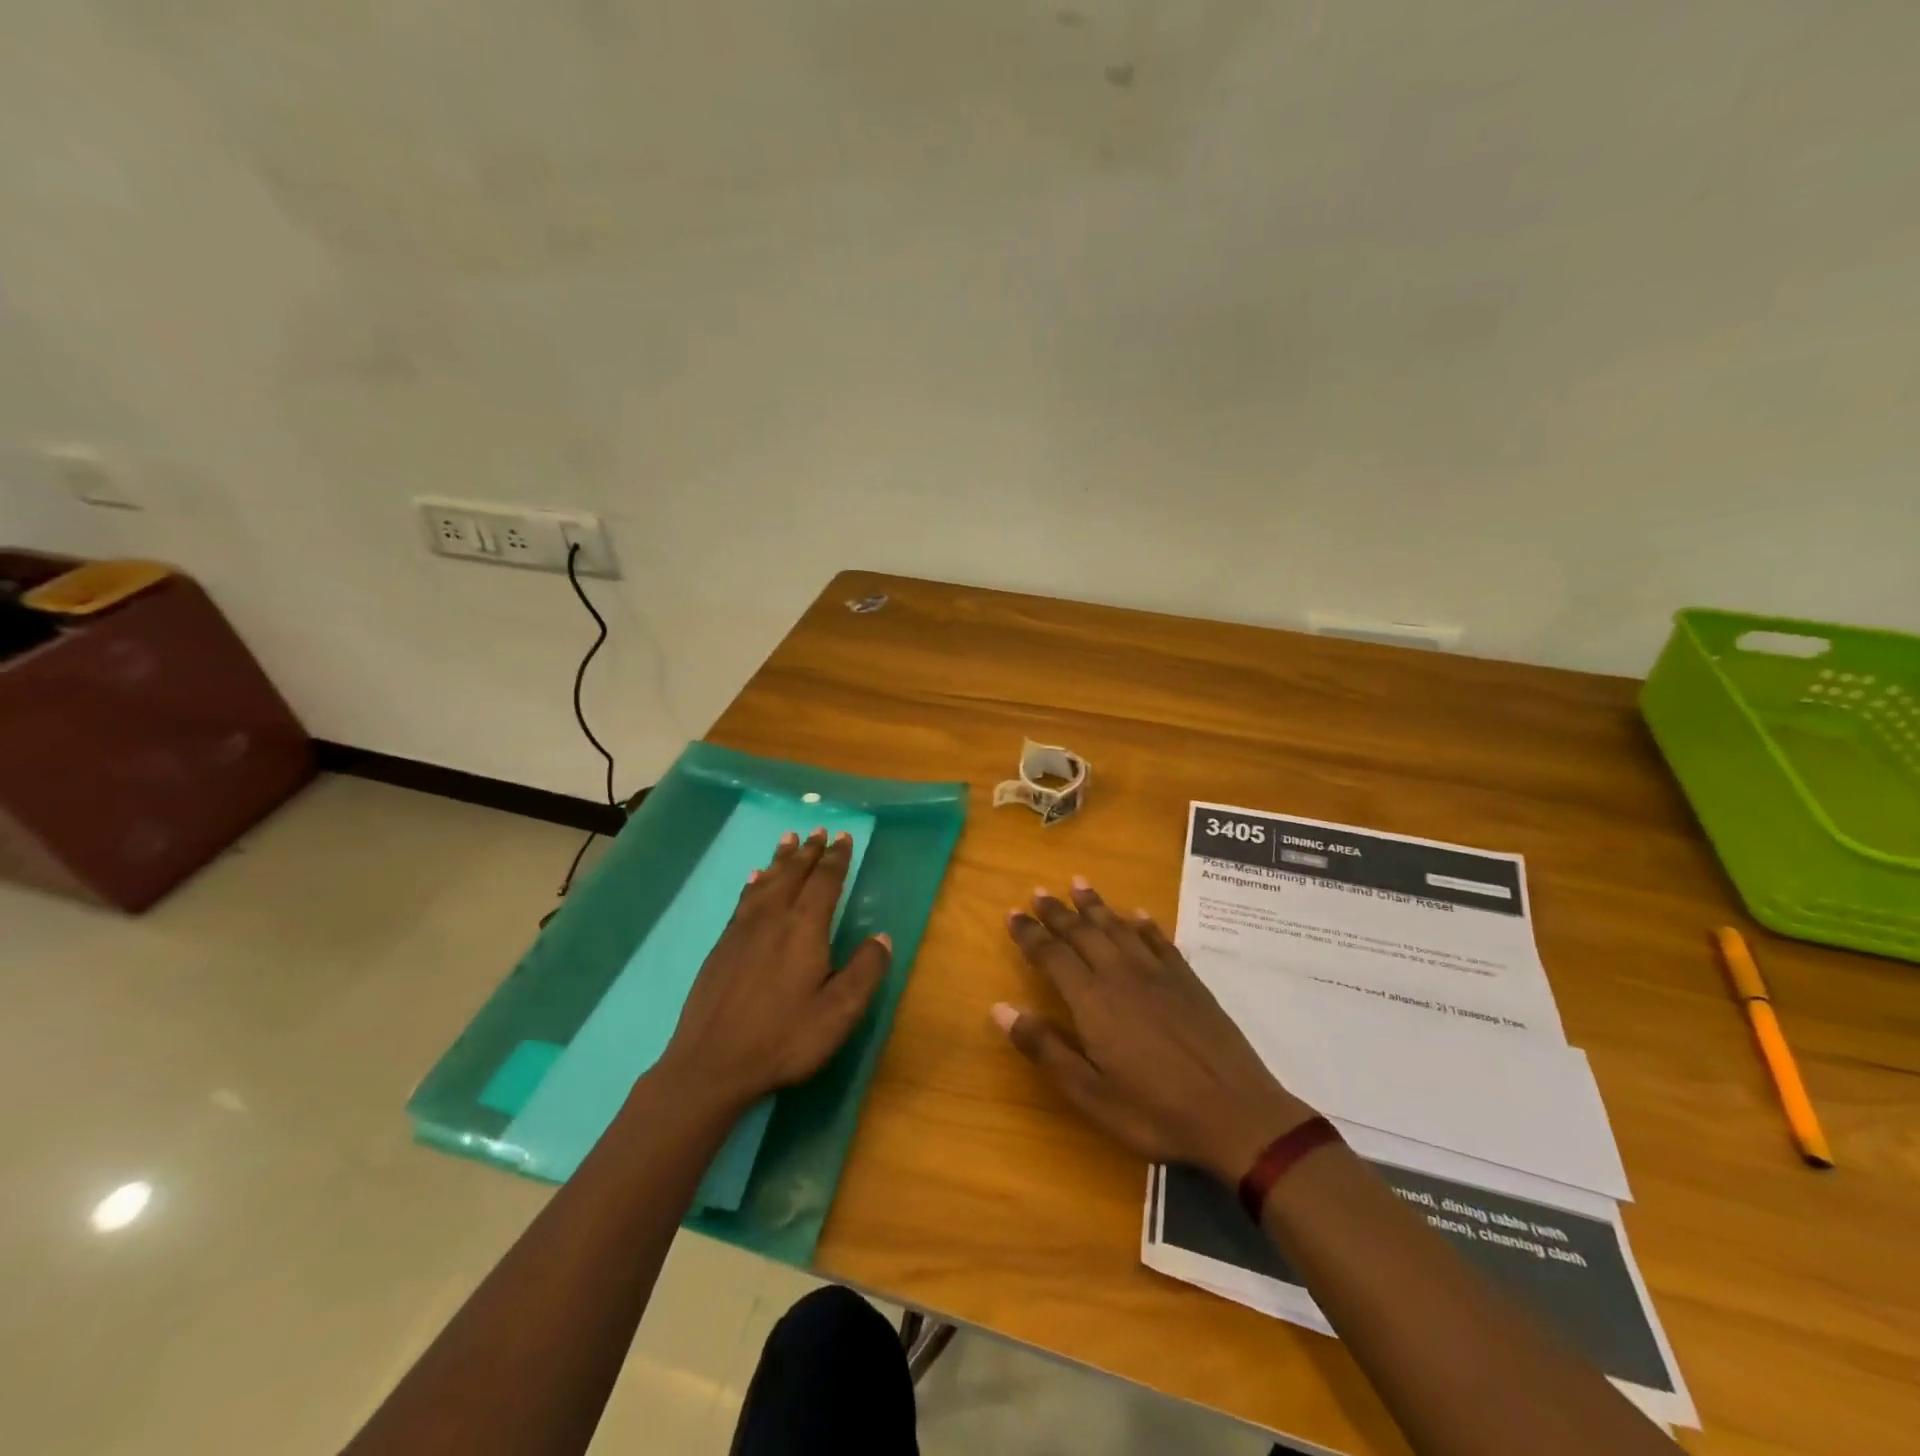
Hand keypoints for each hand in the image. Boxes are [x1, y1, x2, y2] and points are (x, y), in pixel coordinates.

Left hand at [655, 828, 889, 1112]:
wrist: (711, 1064)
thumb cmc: (783, 1038)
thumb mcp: (838, 1012)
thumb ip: (865, 971)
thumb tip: (882, 937)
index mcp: (804, 928)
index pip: (825, 881)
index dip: (836, 858)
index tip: (844, 837)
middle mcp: (772, 918)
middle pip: (794, 874)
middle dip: (809, 852)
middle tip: (818, 830)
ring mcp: (742, 930)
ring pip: (766, 881)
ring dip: (781, 859)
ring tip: (789, 840)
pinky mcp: (722, 946)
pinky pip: (744, 899)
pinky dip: (755, 882)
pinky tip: (754, 879)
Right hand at [996, 879, 1314, 1183]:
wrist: (1235, 1114)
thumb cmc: (1154, 1110)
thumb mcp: (1089, 1093)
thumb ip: (1045, 1048)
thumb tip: (1000, 1007)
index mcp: (1092, 999)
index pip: (1052, 955)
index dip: (1030, 933)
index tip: (1012, 913)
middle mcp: (1121, 974)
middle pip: (1083, 932)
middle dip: (1057, 912)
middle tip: (1038, 892)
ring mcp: (1158, 973)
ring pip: (1119, 926)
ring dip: (1096, 905)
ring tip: (1078, 883)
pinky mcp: (1188, 980)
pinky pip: (1159, 940)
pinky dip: (1144, 924)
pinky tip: (1138, 914)